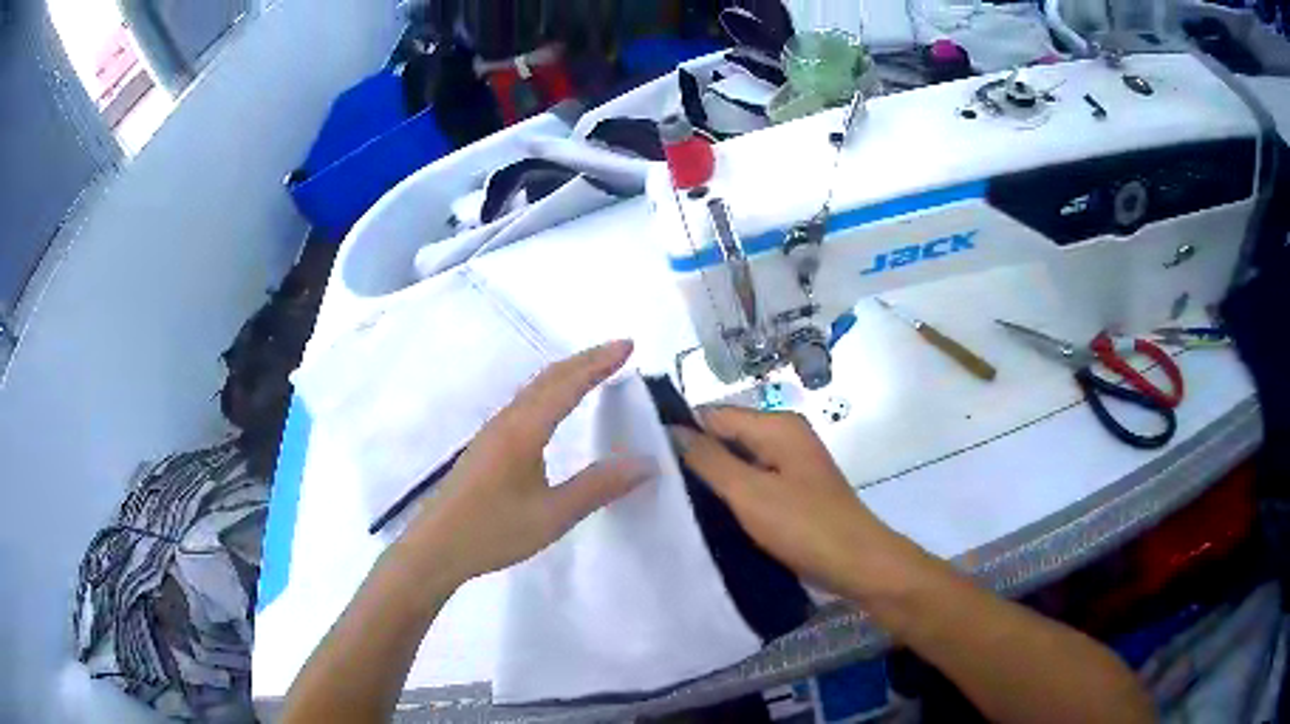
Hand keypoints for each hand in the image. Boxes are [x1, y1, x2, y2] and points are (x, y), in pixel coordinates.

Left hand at [401, 340, 655, 584]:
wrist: (436, 548)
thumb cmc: (493, 531)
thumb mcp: (552, 515)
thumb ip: (598, 487)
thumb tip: (645, 463)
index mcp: (524, 431)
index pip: (568, 385)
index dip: (599, 363)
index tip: (628, 345)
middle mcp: (507, 421)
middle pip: (549, 378)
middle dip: (585, 360)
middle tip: (619, 351)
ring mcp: (492, 432)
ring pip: (534, 389)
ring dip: (566, 374)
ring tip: (594, 372)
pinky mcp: (486, 446)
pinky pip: (525, 404)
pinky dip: (550, 391)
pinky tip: (554, 409)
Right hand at [670, 407, 913, 599]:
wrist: (857, 564)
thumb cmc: (804, 526)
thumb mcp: (749, 493)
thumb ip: (708, 460)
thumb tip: (671, 430)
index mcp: (777, 426)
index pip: (713, 414)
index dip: (681, 432)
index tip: (647, 457)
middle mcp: (785, 437)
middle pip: (726, 437)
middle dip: (695, 458)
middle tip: (656, 484)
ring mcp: (791, 465)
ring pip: (738, 462)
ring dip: (712, 480)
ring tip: (673, 500)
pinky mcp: (793, 491)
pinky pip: (753, 483)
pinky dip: (732, 494)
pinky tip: (708, 514)